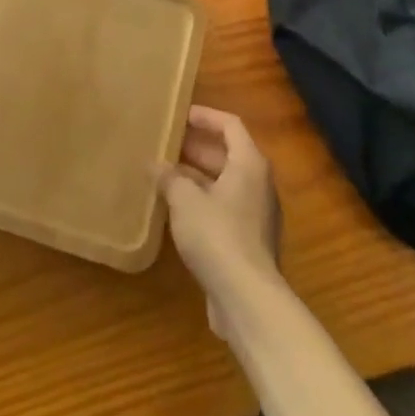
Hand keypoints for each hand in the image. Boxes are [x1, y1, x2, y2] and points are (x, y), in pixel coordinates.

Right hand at [161, 107, 282, 336]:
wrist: (247, 299)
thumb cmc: (218, 235)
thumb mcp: (185, 200)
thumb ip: (169, 177)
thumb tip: (155, 165)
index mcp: (249, 164)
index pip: (230, 125)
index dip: (205, 116)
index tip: (179, 116)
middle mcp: (258, 184)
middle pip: (227, 154)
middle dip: (195, 148)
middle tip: (165, 144)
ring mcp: (256, 215)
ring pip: (224, 183)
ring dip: (196, 177)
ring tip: (164, 175)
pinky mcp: (249, 242)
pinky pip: (224, 209)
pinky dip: (202, 202)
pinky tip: (175, 211)